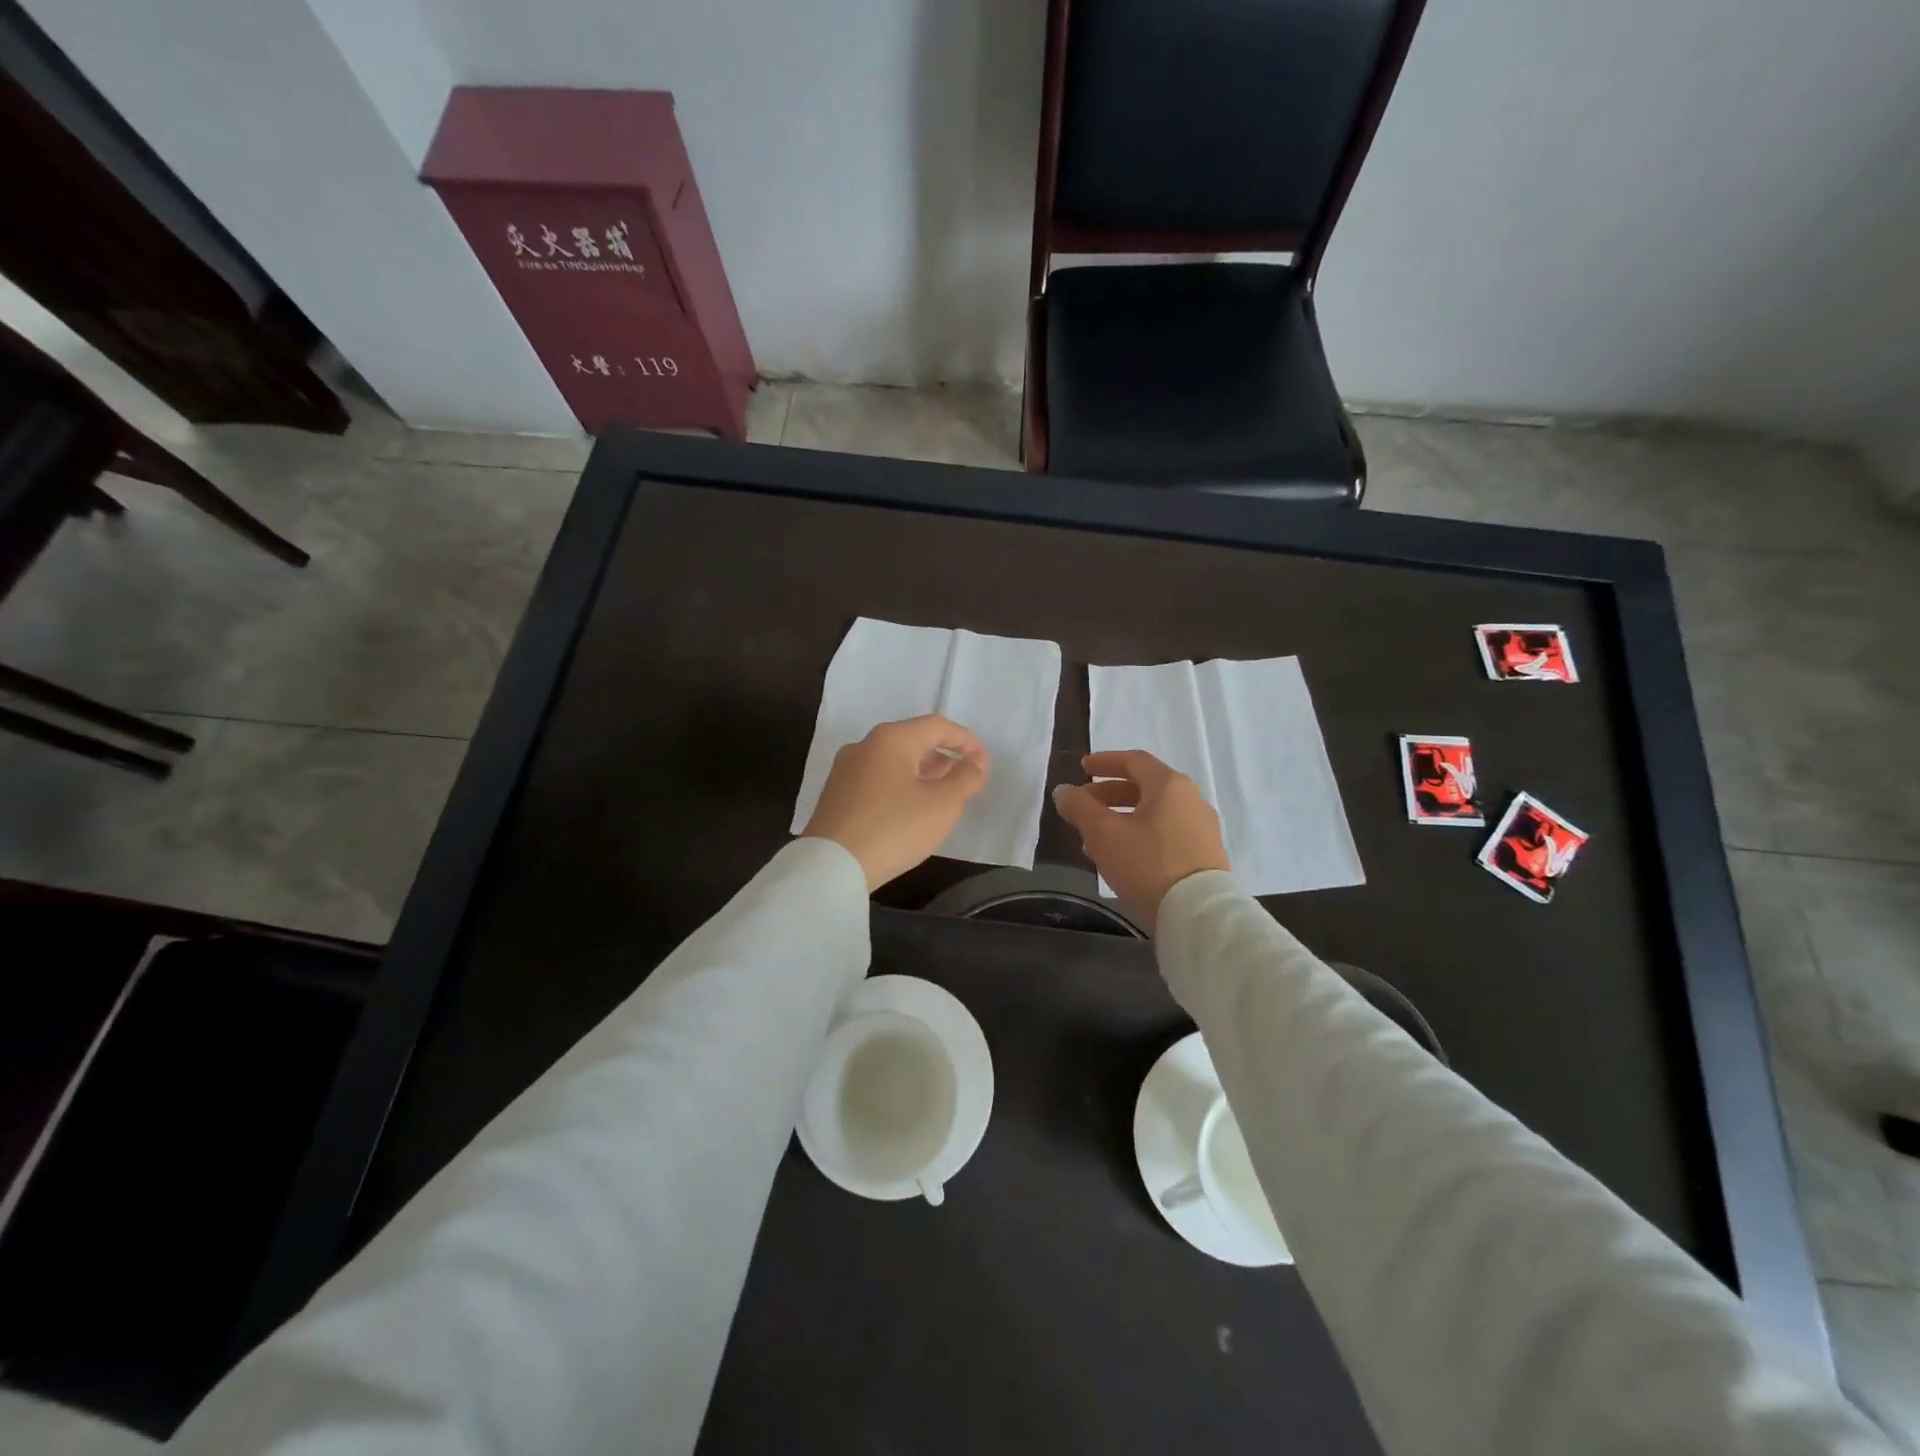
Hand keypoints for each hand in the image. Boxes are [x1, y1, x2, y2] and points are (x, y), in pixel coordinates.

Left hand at [803, 716, 990, 888]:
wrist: (831, 866)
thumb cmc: (894, 828)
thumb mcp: (942, 805)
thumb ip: (966, 778)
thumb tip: (976, 761)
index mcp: (891, 739)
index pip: (936, 726)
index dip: (965, 740)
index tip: (983, 760)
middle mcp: (864, 745)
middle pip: (912, 740)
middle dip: (942, 755)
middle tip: (964, 776)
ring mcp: (845, 769)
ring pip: (893, 760)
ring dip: (922, 771)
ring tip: (941, 792)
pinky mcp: (836, 794)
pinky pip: (877, 778)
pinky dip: (900, 784)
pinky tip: (910, 807)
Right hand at [1052, 751, 1229, 932]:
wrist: (1198, 913)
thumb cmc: (1147, 863)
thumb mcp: (1103, 833)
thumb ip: (1080, 807)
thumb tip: (1064, 791)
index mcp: (1169, 785)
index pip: (1134, 761)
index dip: (1105, 762)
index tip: (1082, 768)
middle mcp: (1191, 799)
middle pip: (1146, 787)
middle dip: (1110, 793)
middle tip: (1083, 805)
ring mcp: (1203, 829)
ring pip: (1155, 813)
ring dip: (1122, 818)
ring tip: (1095, 837)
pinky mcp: (1206, 856)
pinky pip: (1167, 834)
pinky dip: (1141, 835)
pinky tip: (1122, 857)